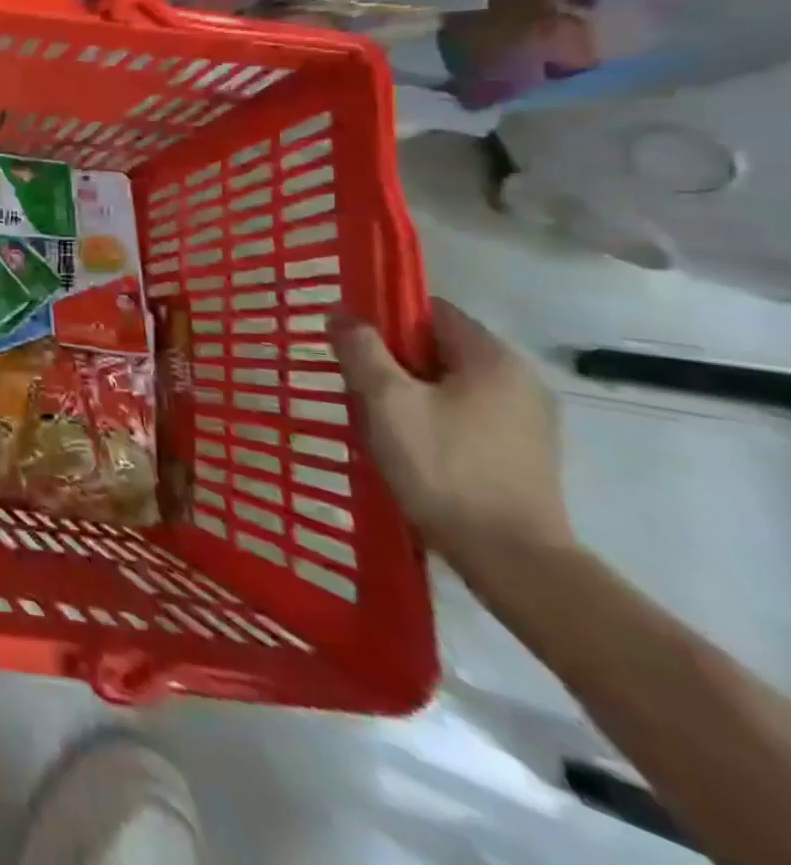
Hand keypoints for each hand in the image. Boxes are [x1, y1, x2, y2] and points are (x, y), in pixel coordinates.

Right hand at [333, 298, 574, 576]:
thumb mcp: (386, 400)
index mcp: (492, 358)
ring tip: (376, 419)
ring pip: (450, 384)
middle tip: (356, 385)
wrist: (512, 559)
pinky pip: (466, 415)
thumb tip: (341, 314)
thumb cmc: (444, 466)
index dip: (385, 317)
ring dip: (410, 392)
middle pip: (440, 348)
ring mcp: (528, 421)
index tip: (352, 342)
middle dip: (393, 360)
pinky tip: (408, 446)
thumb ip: (361, 349)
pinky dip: (433, 418)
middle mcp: (519, 380)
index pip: (431, 310)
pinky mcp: (524, 455)